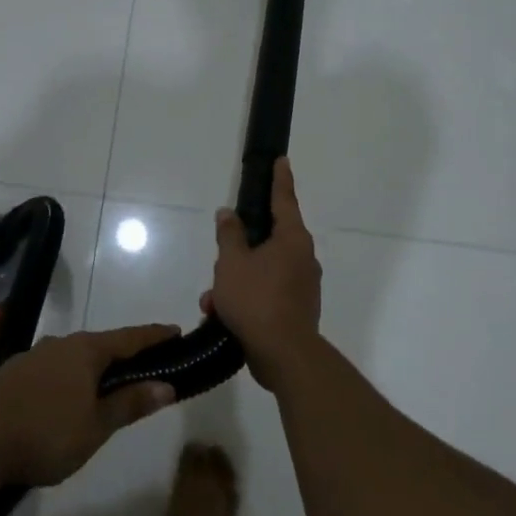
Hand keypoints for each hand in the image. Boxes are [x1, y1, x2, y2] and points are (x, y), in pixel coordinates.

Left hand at [0, 325, 178, 486]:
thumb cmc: (45, 435)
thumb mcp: (96, 426)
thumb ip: (130, 403)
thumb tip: (167, 385)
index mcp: (85, 350)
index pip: (129, 338)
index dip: (154, 336)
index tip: (176, 331)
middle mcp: (60, 344)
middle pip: (101, 345)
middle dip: (124, 354)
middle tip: (146, 365)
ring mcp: (32, 357)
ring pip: (73, 357)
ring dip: (94, 368)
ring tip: (108, 385)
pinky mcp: (12, 374)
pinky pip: (52, 369)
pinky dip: (69, 377)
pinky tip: (67, 398)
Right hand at [206, 157, 321, 389]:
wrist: (284, 355)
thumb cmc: (256, 299)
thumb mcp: (232, 263)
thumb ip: (229, 235)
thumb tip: (228, 213)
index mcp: (292, 239)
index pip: (284, 200)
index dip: (280, 179)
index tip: (282, 161)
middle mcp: (303, 258)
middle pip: (269, 239)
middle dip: (240, 249)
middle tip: (221, 255)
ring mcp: (303, 285)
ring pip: (263, 270)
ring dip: (237, 280)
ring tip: (212, 299)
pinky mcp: (297, 309)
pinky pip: (267, 293)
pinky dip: (246, 298)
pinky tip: (222, 315)